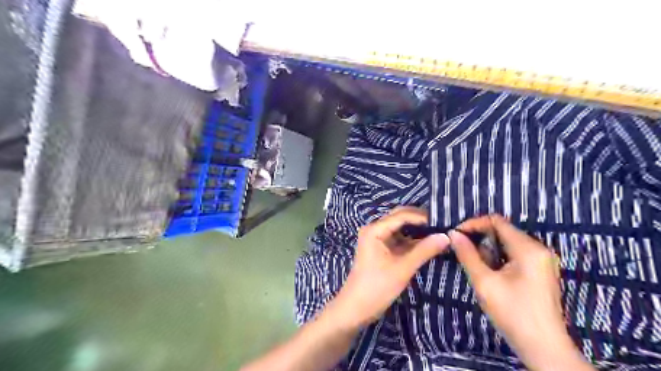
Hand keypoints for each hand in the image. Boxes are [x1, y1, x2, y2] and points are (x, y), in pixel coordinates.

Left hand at [330, 206, 448, 329]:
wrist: (355, 309)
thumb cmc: (376, 288)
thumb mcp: (402, 269)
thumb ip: (424, 251)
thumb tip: (447, 236)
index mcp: (375, 229)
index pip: (402, 215)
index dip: (423, 217)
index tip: (444, 222)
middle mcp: (375, 229)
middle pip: (401, 218)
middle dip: (421, 221)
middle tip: (444, 225)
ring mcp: (377, 238)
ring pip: (401, 228)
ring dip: (418, 230)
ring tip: (440, 233)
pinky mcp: (381, 248)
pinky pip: (399, 239)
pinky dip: (413, 240)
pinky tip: (429, 243)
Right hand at [449, 215, 593, 370]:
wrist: (544, 348)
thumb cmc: (513, 313)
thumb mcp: (484, 282)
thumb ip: (467, 254)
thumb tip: (453, 234)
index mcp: (528, 249)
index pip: (497, 221)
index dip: (474, 224)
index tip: (456, 234)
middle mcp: (538, 249)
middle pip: (503, 231)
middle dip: (480, 238)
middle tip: (462, 252)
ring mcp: (542, 260)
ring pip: (507, 243)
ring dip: (488, 250)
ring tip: (477, 267)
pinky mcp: (540, 271)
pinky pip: (515, 254)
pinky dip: (498, 258)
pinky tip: (491, 274)